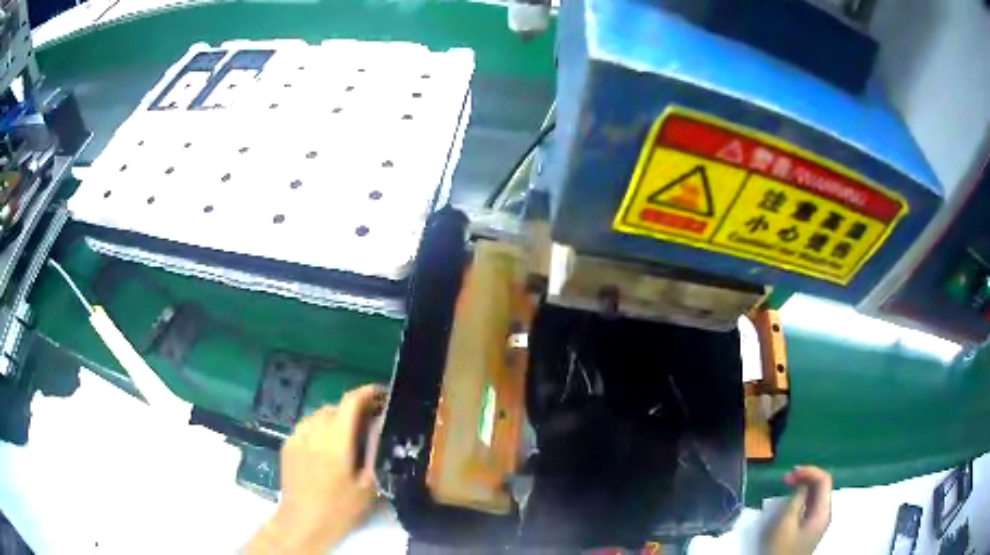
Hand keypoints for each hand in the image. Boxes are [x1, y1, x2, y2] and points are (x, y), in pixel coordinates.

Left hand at [246, 385, 385, 553]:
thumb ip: (374, 452)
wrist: (303, 523)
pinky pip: (306, 427)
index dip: (367, 393)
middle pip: (335, 407)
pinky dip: (319, 428)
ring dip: (334, 418)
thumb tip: (379, 427)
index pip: (351, 402)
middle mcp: (314, 432)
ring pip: (318, 415)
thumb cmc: (340, 509)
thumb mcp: (368, 486)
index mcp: (336, 441)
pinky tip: (324, 446)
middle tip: (367, 422)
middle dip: (353, 409)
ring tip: (345, 434)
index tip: (382, 394)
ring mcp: (297, 437)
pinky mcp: (287, 445)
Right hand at [763, 466, 832, 554]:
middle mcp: (825, 513)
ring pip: (816, 494)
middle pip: (822, 486)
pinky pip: (811, 504)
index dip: (810, 471)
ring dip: (804, 486)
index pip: (824, 480)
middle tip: (786, 478)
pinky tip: (791, 499)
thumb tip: (802, 484)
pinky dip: (803, 497)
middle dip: (806, 477)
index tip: (792, 471)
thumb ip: (796, 500)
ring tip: (787, 486)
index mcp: (823, 511)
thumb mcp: (785, 524)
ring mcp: (819, 521)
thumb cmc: (782, 549)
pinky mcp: (812, 526)